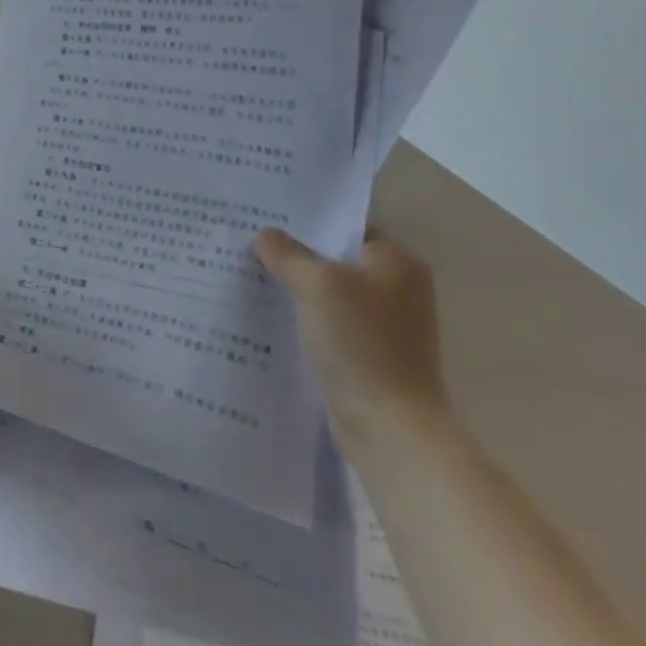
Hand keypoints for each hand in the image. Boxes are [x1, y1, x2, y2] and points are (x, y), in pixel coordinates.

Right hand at [254, 228, 450, 457]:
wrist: (390, 426)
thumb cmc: (360, 343)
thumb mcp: (316, 284)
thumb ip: (287, 254)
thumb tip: (265, 236)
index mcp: (397, 262)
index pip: (346, 226)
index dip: (306, 221)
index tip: (264, 218)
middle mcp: (397, 288)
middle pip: (335, 259)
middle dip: (294, 255)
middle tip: (248, 244)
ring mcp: (385, 325)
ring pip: (329, 293)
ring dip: (295, 289)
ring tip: (250, 276)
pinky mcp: (369, 354)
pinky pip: (328, 324)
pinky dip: (303, 319)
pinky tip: (268, 316)